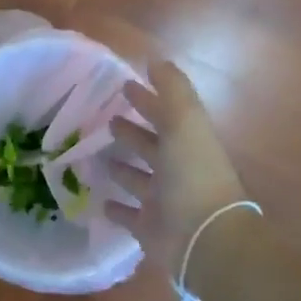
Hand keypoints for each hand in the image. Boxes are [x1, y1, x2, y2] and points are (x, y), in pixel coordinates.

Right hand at [105, 60, 252, 272]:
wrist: (205, 239)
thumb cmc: (193, 174)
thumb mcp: (185, 121)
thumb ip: (172, 89)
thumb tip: (156, 60)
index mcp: (186, 142)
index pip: (164, 114)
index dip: (147, 98)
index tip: (124, 85)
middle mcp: (176, 169)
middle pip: (151, 145)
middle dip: (131, 130)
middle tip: (107, 118)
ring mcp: (163, 201)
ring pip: (138, 178)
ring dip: (121, 166)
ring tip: (95, 154)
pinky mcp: (149, 228)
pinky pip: (128, 215)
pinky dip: (116, 208)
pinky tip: (100, 200)